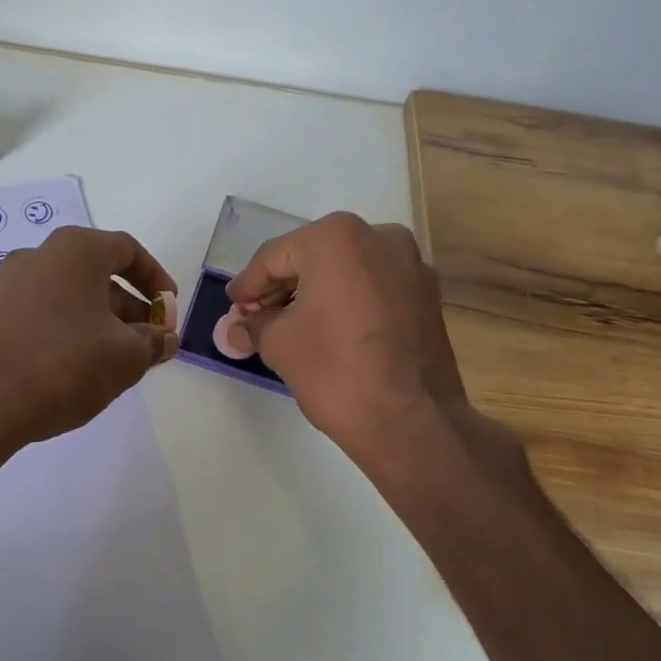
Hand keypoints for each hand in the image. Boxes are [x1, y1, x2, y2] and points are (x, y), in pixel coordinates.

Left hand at [0, 226, 177, 448]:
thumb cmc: (66, 364)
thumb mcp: (126, 356)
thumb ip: (154, 343)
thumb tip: (165, 340)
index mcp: (75, 250)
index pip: (128, 250)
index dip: (156, 280)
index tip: (169, 311)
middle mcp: (39, 257)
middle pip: (98, 274)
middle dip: (131, 308)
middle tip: (150, 342)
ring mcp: (10, 286)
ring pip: (71, 297)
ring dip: (102, 323)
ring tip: (119, 362)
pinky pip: (45, 316)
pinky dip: (71, 332)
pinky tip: (80, 369)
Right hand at [227, 213, 491, 462]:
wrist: (411, 422)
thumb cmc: (336, 372)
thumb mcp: (279, 344)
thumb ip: (254, 325)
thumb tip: (238, 326)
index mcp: (337, 238)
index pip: (275, 256)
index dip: (248, 284)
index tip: (233, 306)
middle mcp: (380, 237)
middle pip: (313, 257)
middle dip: (281, 288)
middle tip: (254, 318)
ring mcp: (411, 265)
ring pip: (346, 271)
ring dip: (314, 294)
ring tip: (288, 327)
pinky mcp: (427, 296)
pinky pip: (373, 288)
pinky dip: (346, 302)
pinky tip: (327, 330)